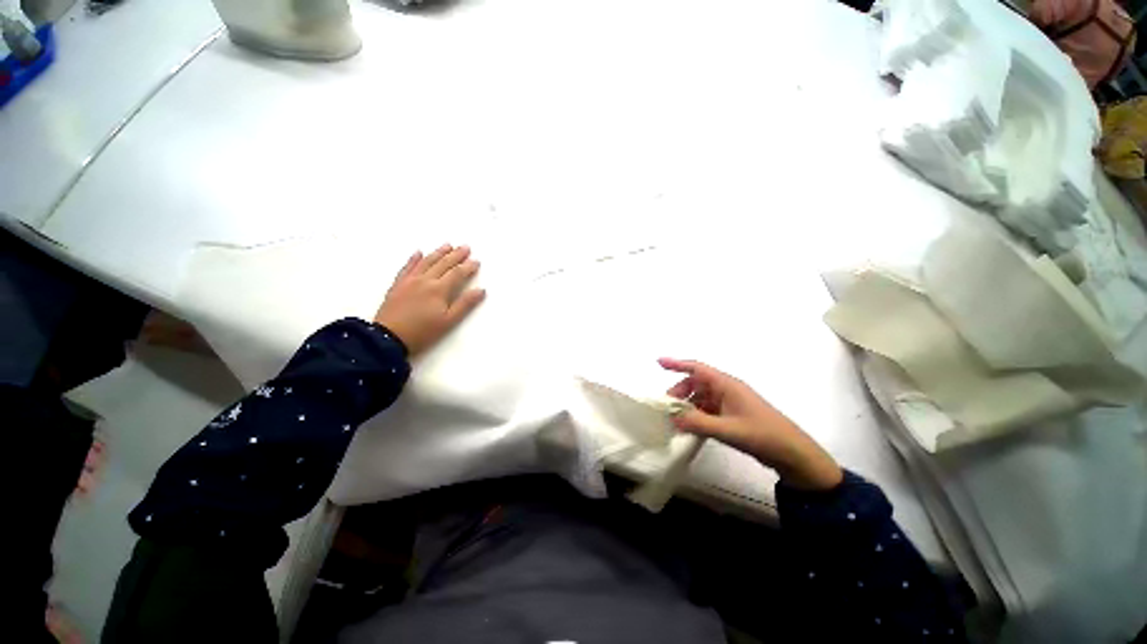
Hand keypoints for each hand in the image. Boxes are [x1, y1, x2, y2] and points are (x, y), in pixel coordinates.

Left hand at [374, 245, 485, 356]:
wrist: (388, 338)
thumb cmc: (422, 332)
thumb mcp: (449, 321)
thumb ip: (465, 304)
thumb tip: (481, 290)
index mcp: (439, 289)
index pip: (457, 273)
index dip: (468, 267)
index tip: (476, 261)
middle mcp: (425, 280)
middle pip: (443, 264)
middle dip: (456, 255)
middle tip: (466, 247)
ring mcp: (409, 281)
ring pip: (426, 262)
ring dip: (438, 252)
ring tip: (448, 245)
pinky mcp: (397, 285)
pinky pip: (407, 267)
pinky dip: (414, 259)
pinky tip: (418, 253)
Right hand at [659, 358, 842, 490]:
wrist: (793, 454)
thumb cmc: (762, 435)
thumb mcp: (727, 430)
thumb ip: (698, 423)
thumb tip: (672, 418)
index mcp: (726, 385)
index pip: (697, 368)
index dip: (677, 364)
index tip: (658, 362)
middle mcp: (726, 390)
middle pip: (695, 383)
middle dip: (679, 392)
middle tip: (667, 408)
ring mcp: (729, 403)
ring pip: (700, 397)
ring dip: (687, 405)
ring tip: (676, 420)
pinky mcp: (732, 415)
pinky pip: (708, 410)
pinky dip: (697, 415)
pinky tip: (690, 428)